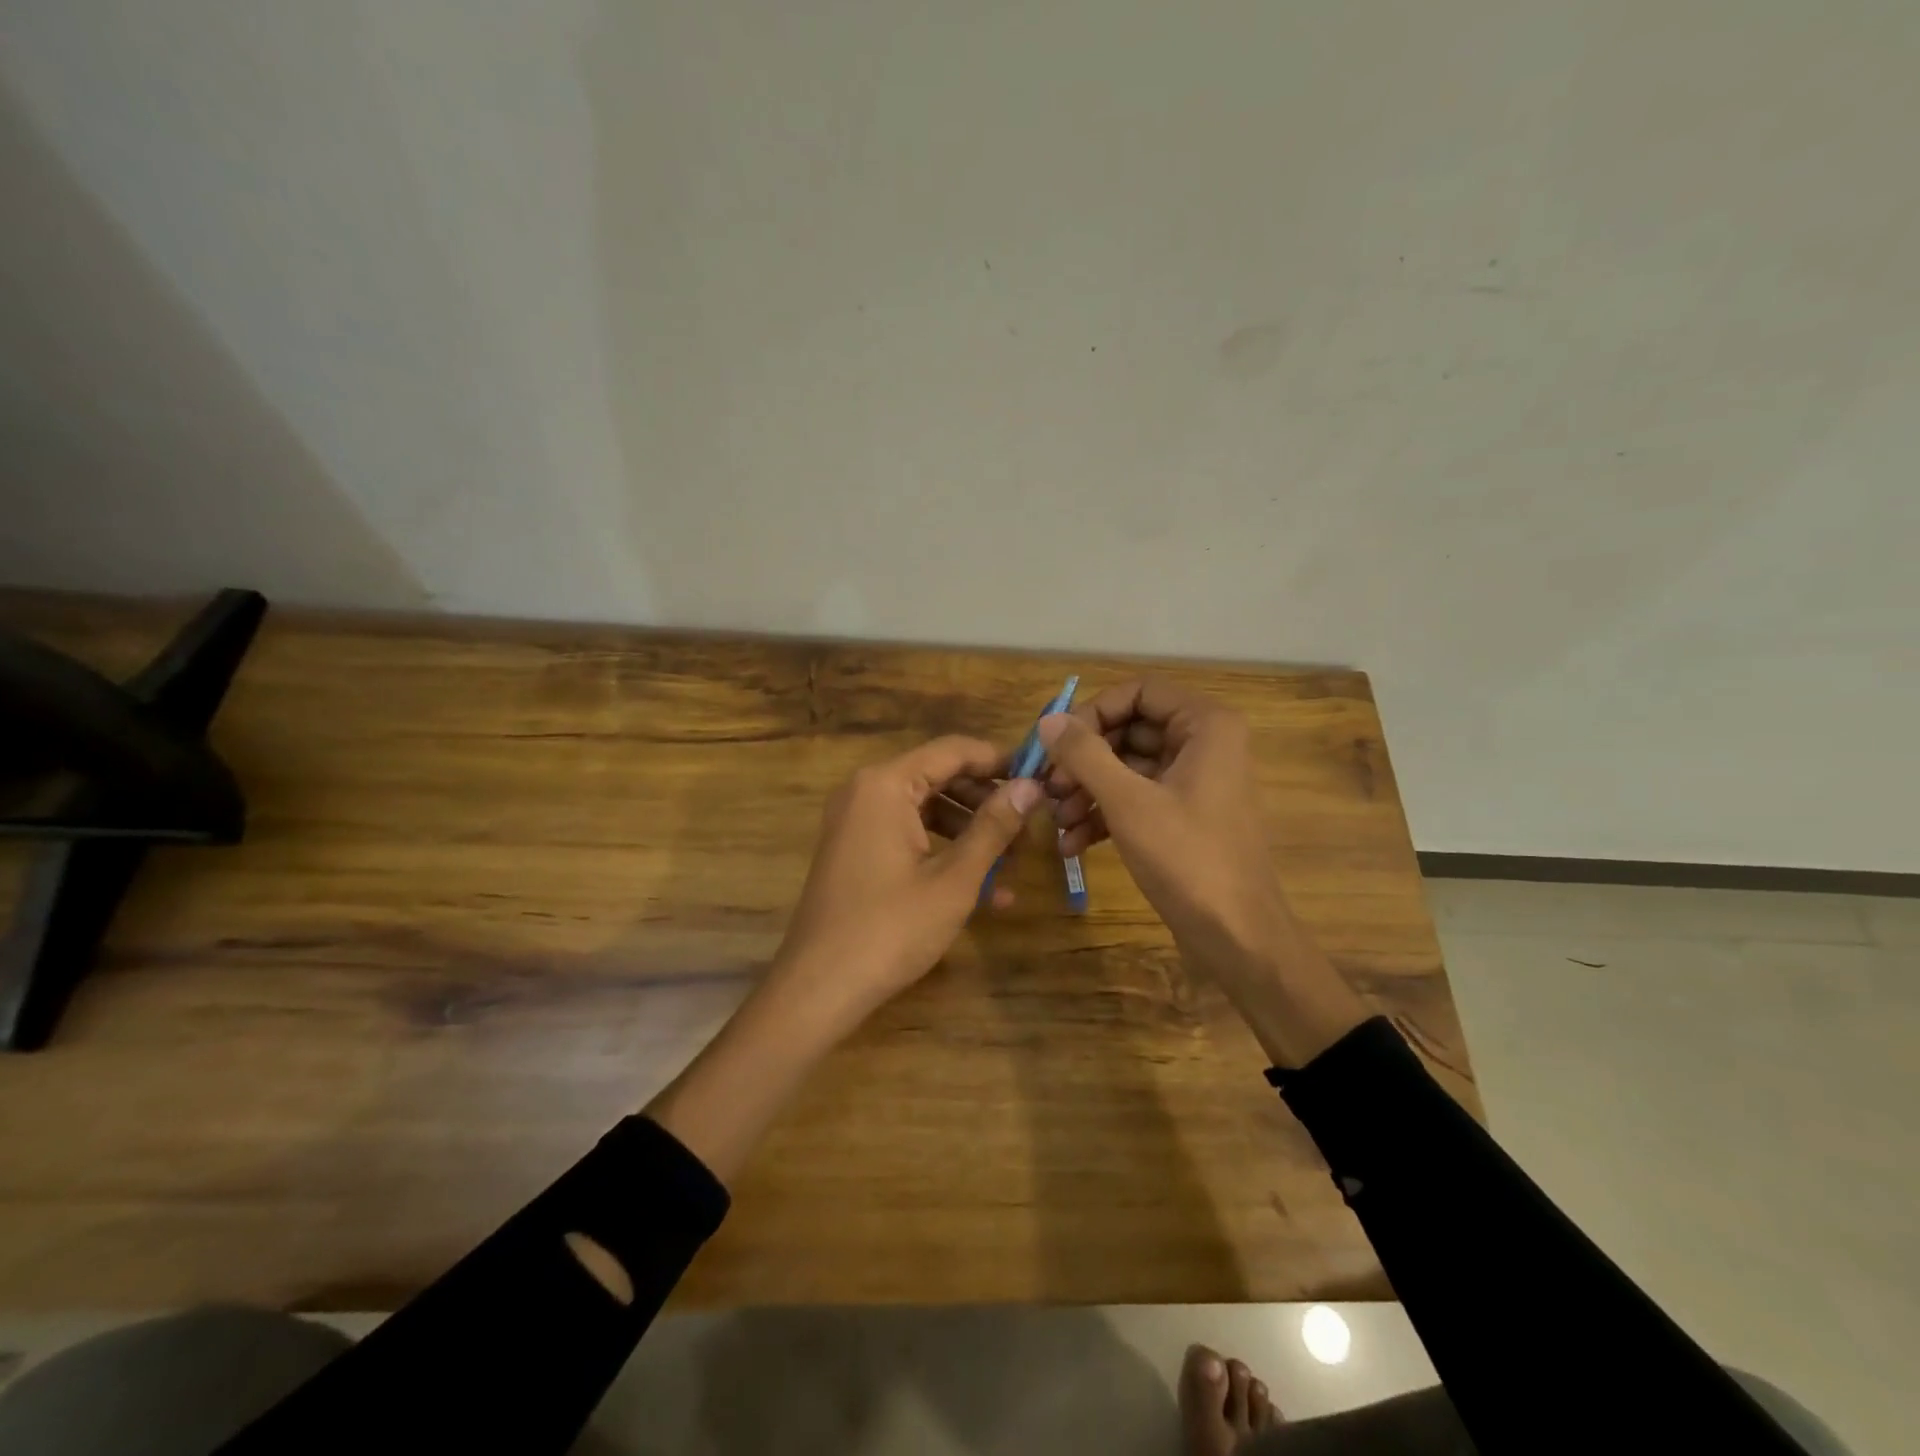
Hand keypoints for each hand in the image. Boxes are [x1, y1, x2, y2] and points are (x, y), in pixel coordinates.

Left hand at [767, 736, 1043, 1033]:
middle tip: (1030, 827)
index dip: (998, 761)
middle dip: (987, 803)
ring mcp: (856, 822)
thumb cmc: (891, 928)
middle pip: (939, 778)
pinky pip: (908, 836)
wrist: (819, 988)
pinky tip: (985, 891)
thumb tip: (1030, 786)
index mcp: (886, 785)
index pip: (952, 750)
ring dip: (970, 833)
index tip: (1039, 777)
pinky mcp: (855, 851)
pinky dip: (943, 853)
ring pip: (927, 810)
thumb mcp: (954, 878)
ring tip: (1014, 865)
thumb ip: (993, 827)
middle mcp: (866, 792)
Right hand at [1039, 680, 1366, 1064]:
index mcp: (1204, 725)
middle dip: (1084, 759)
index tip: (1057, 744)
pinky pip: (1137, 797)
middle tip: (1048, 787)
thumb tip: (1048, 720)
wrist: (1237, 936)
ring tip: (1057, 821)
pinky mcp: (1183, 815)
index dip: (1093, 712)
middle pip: (1128, 729)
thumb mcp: (1128, 802)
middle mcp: (1203, 743)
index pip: (1138, 691)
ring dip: (1087, 790)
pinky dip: (1104, 813)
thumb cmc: (1187, 859)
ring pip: (1127, 767)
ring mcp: (1193, 781)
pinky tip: (1072, 843)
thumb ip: (1085, 754)